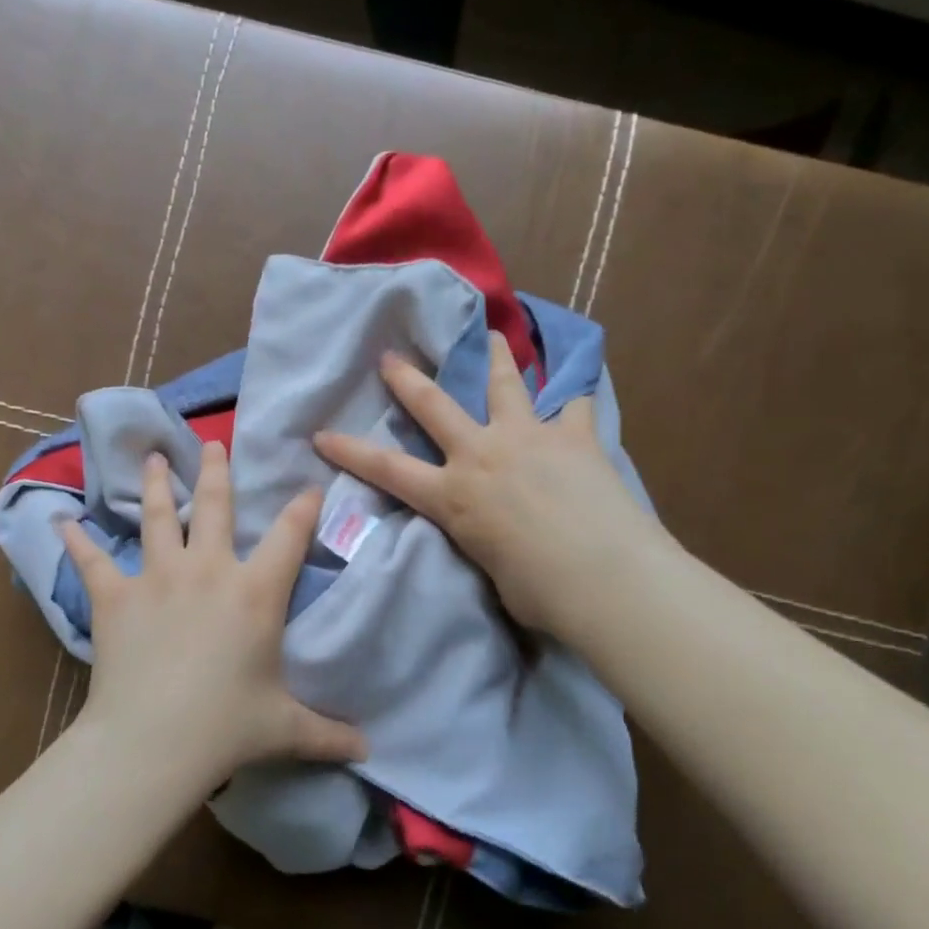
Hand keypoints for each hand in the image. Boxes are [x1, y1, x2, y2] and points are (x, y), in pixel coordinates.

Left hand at [59, 443, 367, 785]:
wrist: (153, 741)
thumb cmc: (226, 727)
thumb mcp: (285, 728)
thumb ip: (328, 734)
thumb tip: (367, 751)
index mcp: (256, 592)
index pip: (290, 536)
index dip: (303, 508)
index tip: (309, 487)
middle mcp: (209, 570)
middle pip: (216, 506)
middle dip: (217, 471)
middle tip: (212, 443)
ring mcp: (158, 577)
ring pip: (159, 517)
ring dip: (156, 485)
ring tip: (153, 459)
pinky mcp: (115, 595)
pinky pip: (92, 561)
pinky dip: (76, 541)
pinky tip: (63, 521)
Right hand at [313, 332, 664, 637]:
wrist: (607, 577)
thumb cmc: (541, 593)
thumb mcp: (490, 568)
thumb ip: (483, 538)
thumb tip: (495, 533)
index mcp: (454, 495)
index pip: (388, 469)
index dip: (350, 450)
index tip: (321, 433)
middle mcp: (483, 454)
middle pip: (435, 406)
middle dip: (407, 380)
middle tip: (391, 356)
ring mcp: (529, 438)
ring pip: (504, 385)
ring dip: (494, 357)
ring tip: (492, 335)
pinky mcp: (575, 437)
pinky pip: (573, 406)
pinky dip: (571, 398)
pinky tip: (576, 387)